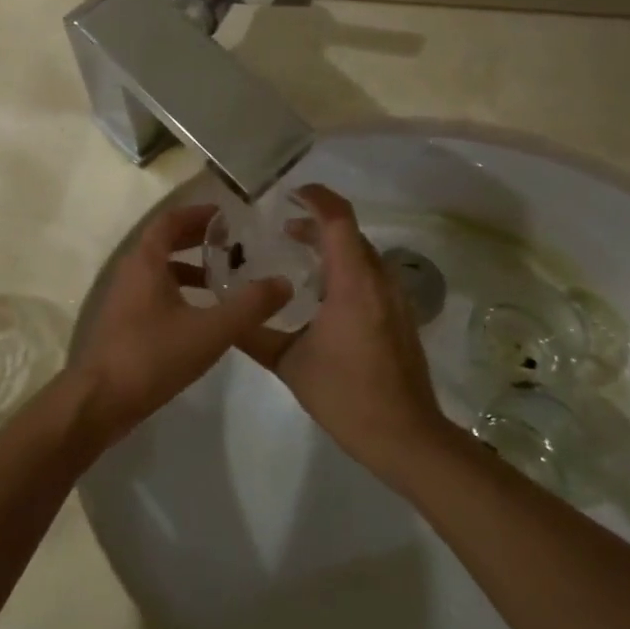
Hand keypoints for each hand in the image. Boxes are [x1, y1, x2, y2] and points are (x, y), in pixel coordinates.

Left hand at [69, 203, 290, 445]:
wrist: (100, 401)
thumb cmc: (153, 356)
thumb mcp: (210, 331)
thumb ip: (249, 306)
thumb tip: (283, 283)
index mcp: (146, 263)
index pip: (169, 221)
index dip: (197, 214)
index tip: (226, 216)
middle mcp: (131, 273)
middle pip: (163, 243)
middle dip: (196, 239)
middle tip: (231, 242)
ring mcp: (124, 300)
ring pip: (159, 271)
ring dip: (189, 267)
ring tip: (223, 278)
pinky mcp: (124, 324)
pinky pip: (154, 293)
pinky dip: (179, 292)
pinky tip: (202, 315)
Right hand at [237, 186, 458, 483]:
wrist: (405, 436)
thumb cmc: (346, 396)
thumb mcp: (290, 364)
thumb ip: (254, 334)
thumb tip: (224, 315)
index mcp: (353, 283)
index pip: (338, 220)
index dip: (316, 198)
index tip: (290, 193)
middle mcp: (379, 281)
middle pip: (350, 234)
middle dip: (317, 223)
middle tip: (281, 229)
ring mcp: (395, 299)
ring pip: (363, 255)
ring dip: (332, 247)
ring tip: (298, 256)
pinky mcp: (400, 317)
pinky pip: (371, 276)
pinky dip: (346, 269)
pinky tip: (323, 294)